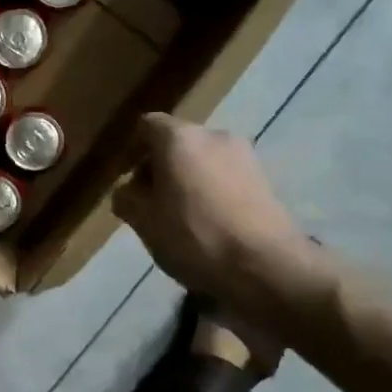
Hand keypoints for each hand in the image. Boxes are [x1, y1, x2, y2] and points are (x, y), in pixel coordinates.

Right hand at [112, 115, 329, 325]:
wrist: (265, 266)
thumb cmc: (193, 237)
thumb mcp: (143, 222)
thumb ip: (126, 199)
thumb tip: (127, 191)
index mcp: (179, 138)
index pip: (147, 126)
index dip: (132, 151)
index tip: (127, 182)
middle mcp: (214, 135)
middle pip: (177, 143)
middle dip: (160, 168)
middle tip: (150, 204)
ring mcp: (245, 155)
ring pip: (202, 161)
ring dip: (187, 181)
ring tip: (181, 218)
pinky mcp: (265, 179)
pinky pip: (225, 177)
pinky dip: (212, 192)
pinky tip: (209, 224)